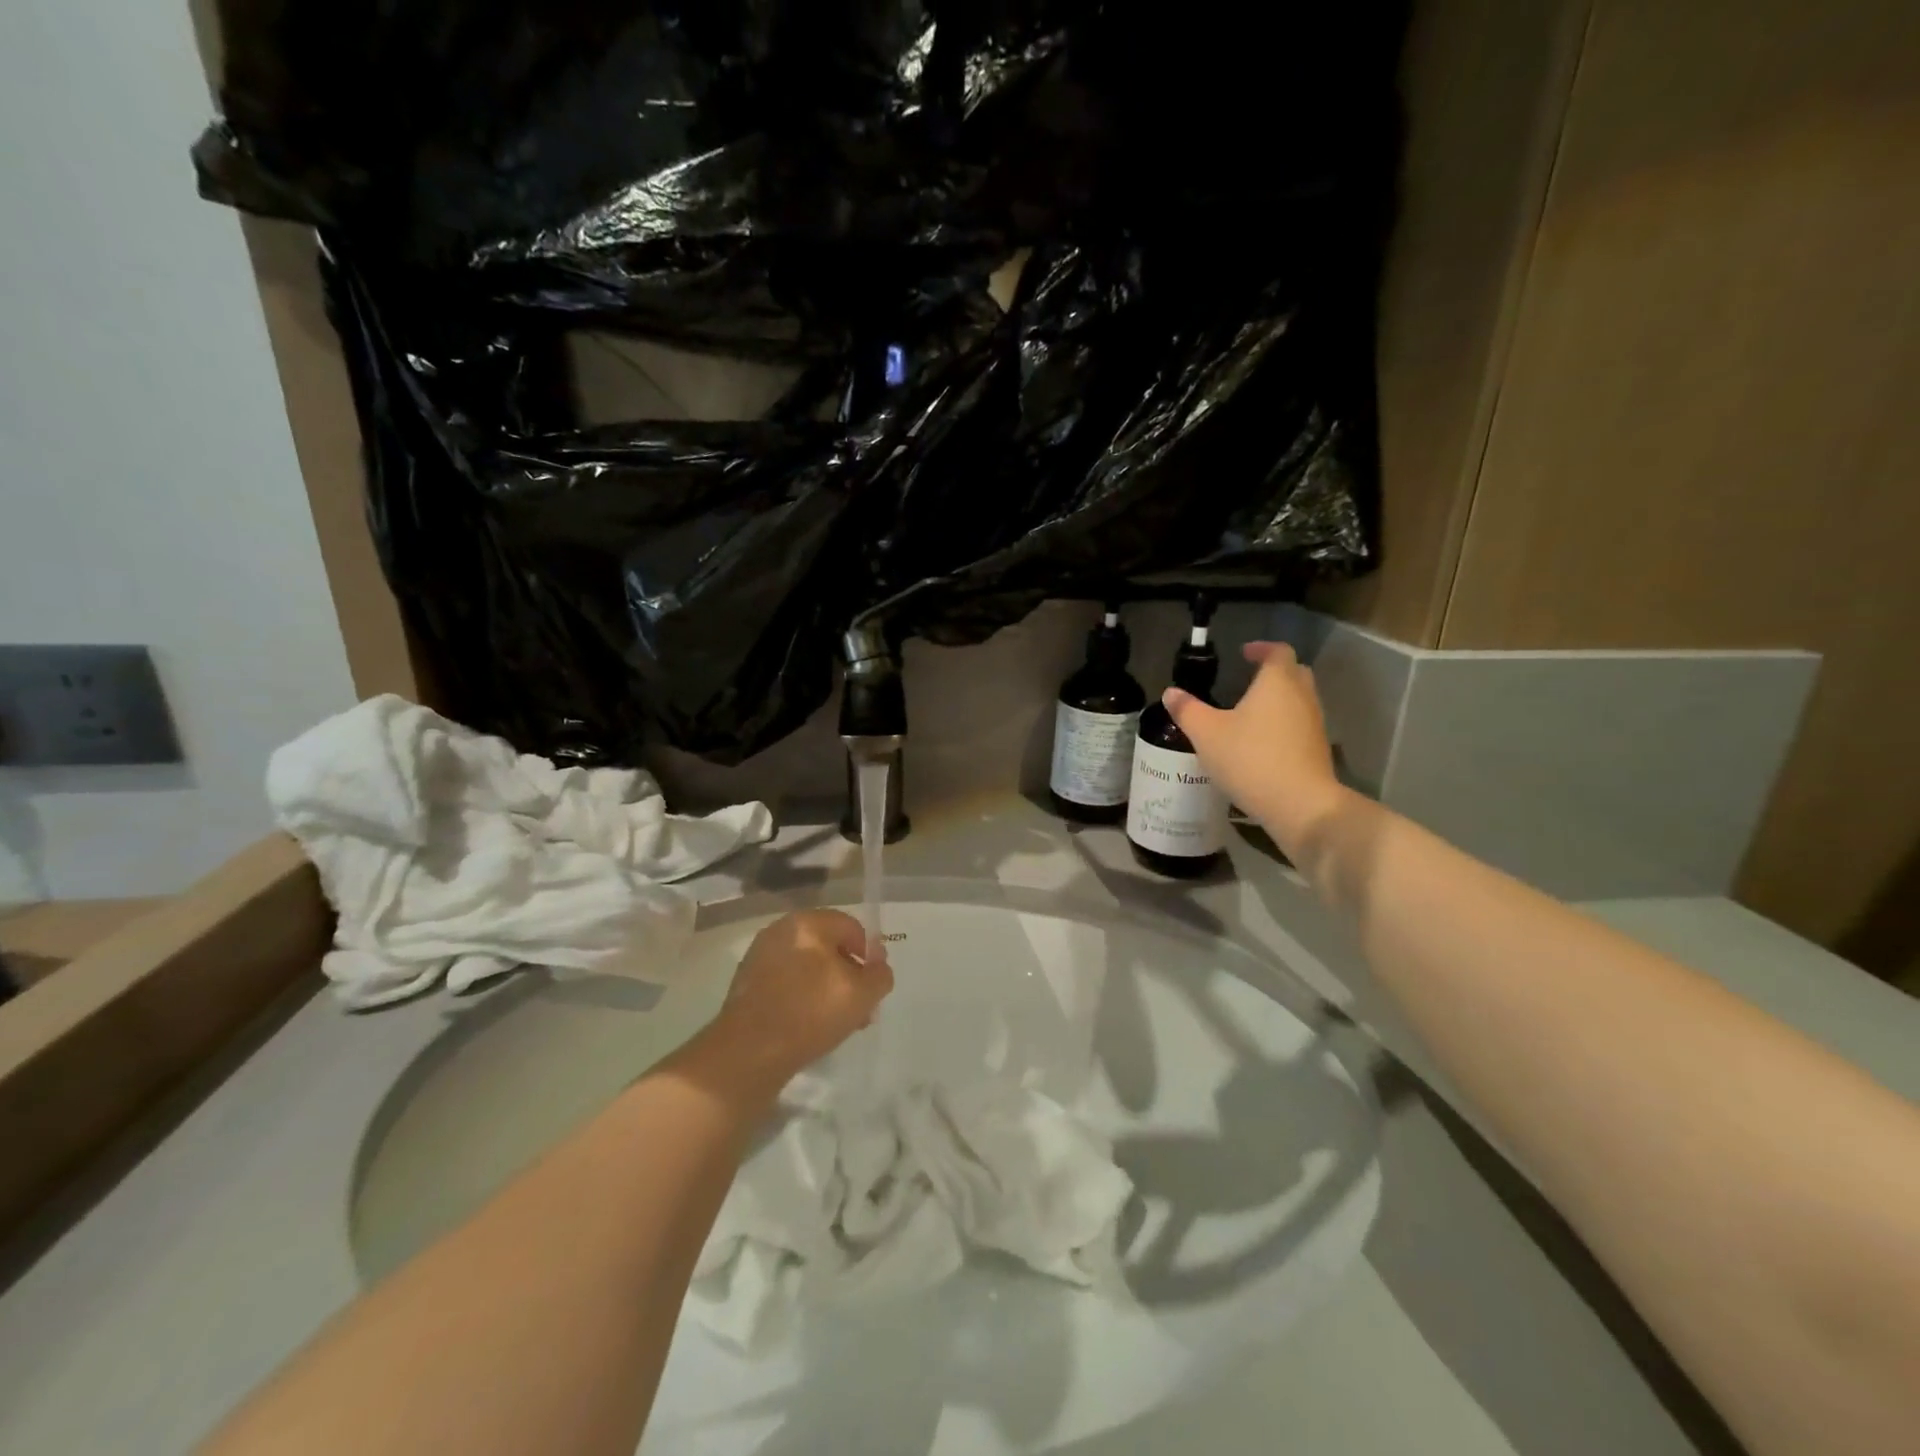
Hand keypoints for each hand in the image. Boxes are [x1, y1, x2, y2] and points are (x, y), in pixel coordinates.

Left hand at [695, 910, 893, 1101]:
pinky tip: (807, 1025)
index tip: (872, 986)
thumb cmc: (810, 1014)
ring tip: (836, 1022)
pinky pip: (785, 981)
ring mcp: (759, 956)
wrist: (747, 1053)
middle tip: (858, 1007)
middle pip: (828, 947)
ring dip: (826, 988)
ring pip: (807, 966)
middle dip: (847, 974)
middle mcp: (781, 930)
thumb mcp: (863, 995)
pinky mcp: (746, 982)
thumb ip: (880, 975)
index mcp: (808, 923)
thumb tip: (877, 965)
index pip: (851, 927)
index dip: (869, 955)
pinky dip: (801, 997)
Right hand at [1163, 642, 1348, 857]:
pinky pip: (1300, 724)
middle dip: (1273, 671)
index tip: (1244, 653)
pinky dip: (1284, 723)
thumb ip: (1187, 710)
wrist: (1299, 805)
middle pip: (1294, 672)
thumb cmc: (1250, 759)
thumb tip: (1170, 693)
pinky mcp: (1317, 749)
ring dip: (1279, 699)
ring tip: (1250, 712)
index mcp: (1277, 682)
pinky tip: (1261, 742)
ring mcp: (1314, 723)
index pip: (1278, 651)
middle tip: (1248, 679)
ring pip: (1299, 700)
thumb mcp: (1207, 734)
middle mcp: (1302, 696)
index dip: (1261, 648)